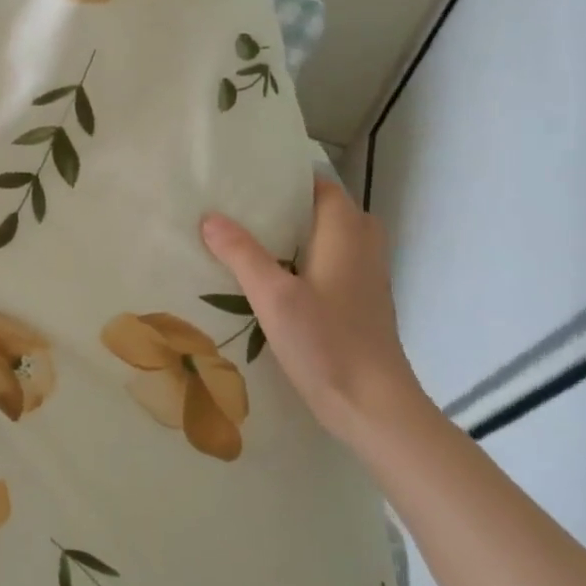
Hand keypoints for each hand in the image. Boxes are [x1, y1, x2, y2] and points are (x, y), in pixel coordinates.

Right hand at [201, 178, 425, 440]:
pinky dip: (303, 259)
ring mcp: (366, 275)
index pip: (319, 184)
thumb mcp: (274, 297)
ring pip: (327, 238)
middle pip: (323, 210)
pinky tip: (273, 278)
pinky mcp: (361, 302)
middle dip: (285, 206)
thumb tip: (210, 217)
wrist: (374, 407)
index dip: (284, 178)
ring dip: (294, 235)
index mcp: (346, 232)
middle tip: (239, 209)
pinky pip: (330, 263)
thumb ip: (241, 253)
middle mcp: (363, 245)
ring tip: (248, 239)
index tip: (244, 178)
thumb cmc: (327, 344)